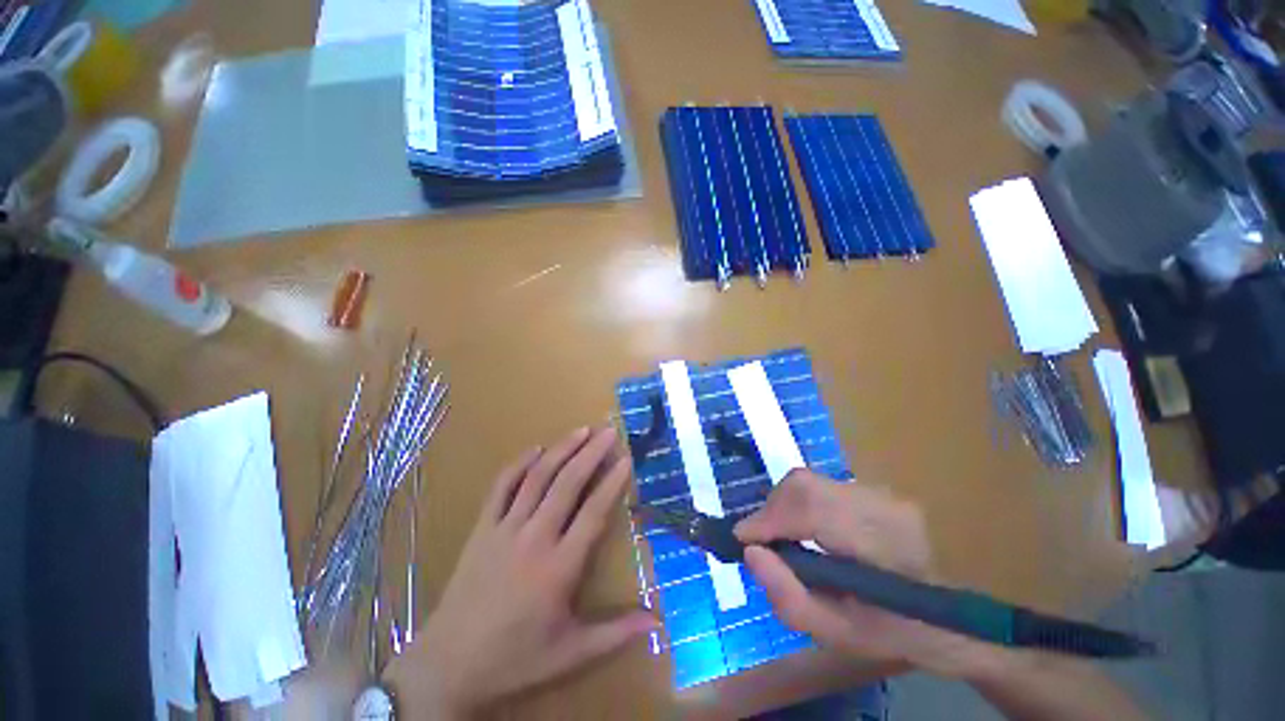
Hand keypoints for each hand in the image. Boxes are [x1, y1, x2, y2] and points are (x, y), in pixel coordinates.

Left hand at [385, 426, 655, 717]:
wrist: (448, 665)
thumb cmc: (515, 659)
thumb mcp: (570, 653)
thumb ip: (616, 633)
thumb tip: (658, 622)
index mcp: (559, 568)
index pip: (594, 512)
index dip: (613, 482)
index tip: (626, 458)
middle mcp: (534, 539)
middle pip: (568, 484)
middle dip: (591, 453)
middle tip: (609, 431)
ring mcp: (504, 529)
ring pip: (537, 478)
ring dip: (561, 450)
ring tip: (581, 430)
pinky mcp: (482, 529)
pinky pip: (501, 487)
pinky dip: (519, 464)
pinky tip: (535, 449)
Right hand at [734, 469, 1009, 679]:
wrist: (956, 617)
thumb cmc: (898, 634)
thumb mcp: (840, 637)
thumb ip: (789, 598)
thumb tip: (751, 552)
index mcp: (885, 543)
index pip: (812, 508)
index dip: (769, 518)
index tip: (742, 539)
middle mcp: (883, 503)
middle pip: (804, 485)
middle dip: (771, 510)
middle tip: (761, 541)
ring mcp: (881, 491)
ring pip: (809, 481)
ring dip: (783, 506)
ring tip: (779, 537)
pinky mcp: (873, 489)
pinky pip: (820, 486)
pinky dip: (798, 504)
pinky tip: (801, 529)